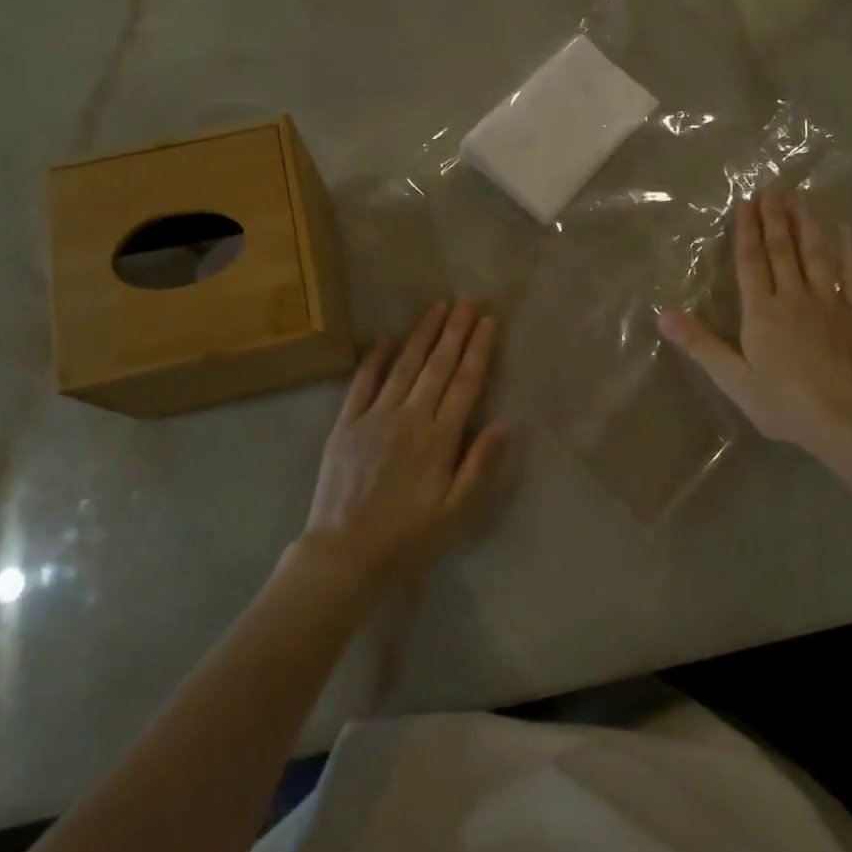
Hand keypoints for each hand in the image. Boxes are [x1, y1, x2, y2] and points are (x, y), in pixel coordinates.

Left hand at [301, 299, 506, 585]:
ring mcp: (374, 417)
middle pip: (437, 365)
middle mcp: (409, 418)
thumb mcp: (456, 511)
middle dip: (455, 330)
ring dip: (422, 333)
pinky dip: (376, 358)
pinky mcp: (346, 424)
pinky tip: (387, 337)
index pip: (464, 383)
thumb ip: (480, 464)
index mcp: (439, 438)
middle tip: (469, 299)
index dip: (478, 349)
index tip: (488, 320)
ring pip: (404, 366)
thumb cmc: (408, 537)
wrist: (344, 553)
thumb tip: (507, 423)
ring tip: (437, 305)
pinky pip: (362, 383)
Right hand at [659, 190, 851, 457]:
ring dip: (808, 224)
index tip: (746, 203)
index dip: (747, 231)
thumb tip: (663, 314)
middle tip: (774, 187)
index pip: (751, 262)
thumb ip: (700, 344)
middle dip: (776, 217)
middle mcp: (794, 297)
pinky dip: (850, 251)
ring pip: (817, 255)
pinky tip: (847, 230)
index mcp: (762, 311)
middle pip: (783, 250)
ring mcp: (830, 303)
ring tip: (803, 197)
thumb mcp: (733, 379)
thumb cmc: (783, 403)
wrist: (845, 421)